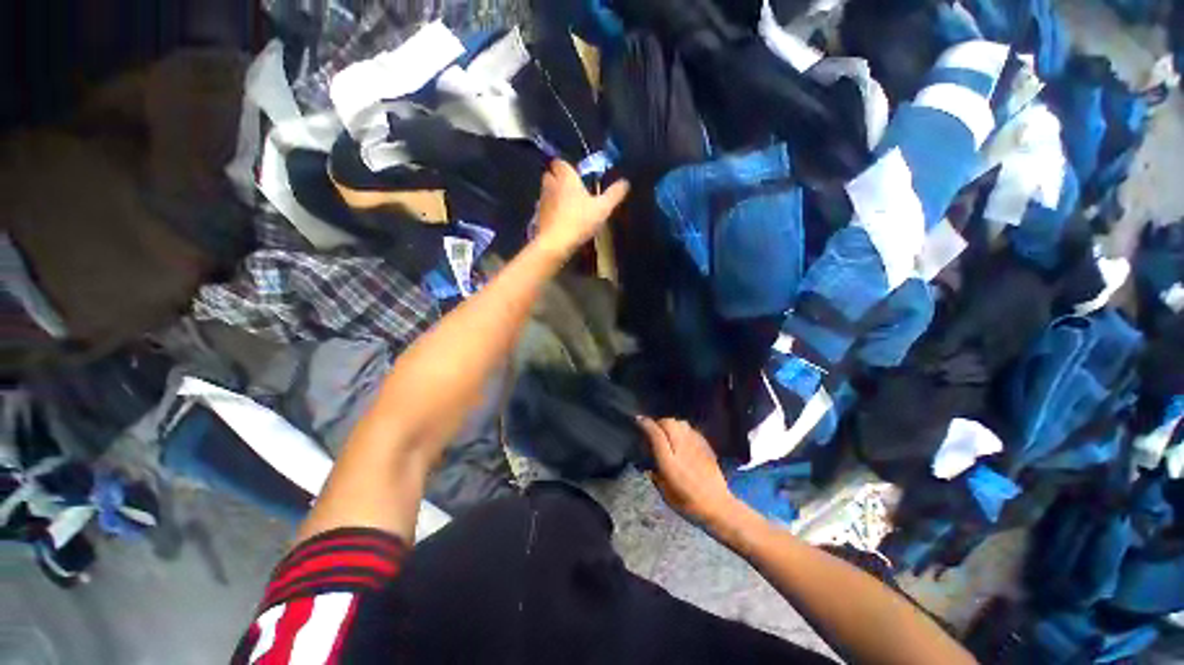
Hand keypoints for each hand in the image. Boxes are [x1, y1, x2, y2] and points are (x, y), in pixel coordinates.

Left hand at [534, 160, 628, 257]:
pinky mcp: (537, 216)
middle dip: (559, 179)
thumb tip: (625, 182)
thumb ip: (614, 194)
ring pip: (547, 192)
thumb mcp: (602, 208)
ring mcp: (541, 201)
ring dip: (555, 196)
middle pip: (551, 175)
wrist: (555, 243)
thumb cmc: (579, 221)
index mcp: (565, 177)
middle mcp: (550, 184)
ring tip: (568, 207)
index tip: (576, 175)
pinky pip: (545, 209)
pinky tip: (561, 221)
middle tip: (573, 190)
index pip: (560, 162)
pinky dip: (551, 212)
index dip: (567, 167)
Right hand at [638, 417, 739, 528]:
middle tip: (654, 429)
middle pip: (668, 423)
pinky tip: (682, 438)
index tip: (638, 420)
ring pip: (680, 422)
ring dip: (671, 424)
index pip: (656, 434)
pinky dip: (683, 428)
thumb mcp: (665, 493)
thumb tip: (647, 464)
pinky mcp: (706, 445)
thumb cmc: (689, 504)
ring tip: (668, 432)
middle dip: (659, 422)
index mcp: (670, 462)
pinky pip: (691, 429)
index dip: (646, 424)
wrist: (719, 507)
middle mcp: (682, 449)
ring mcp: (696, 445)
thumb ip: (655, 474)